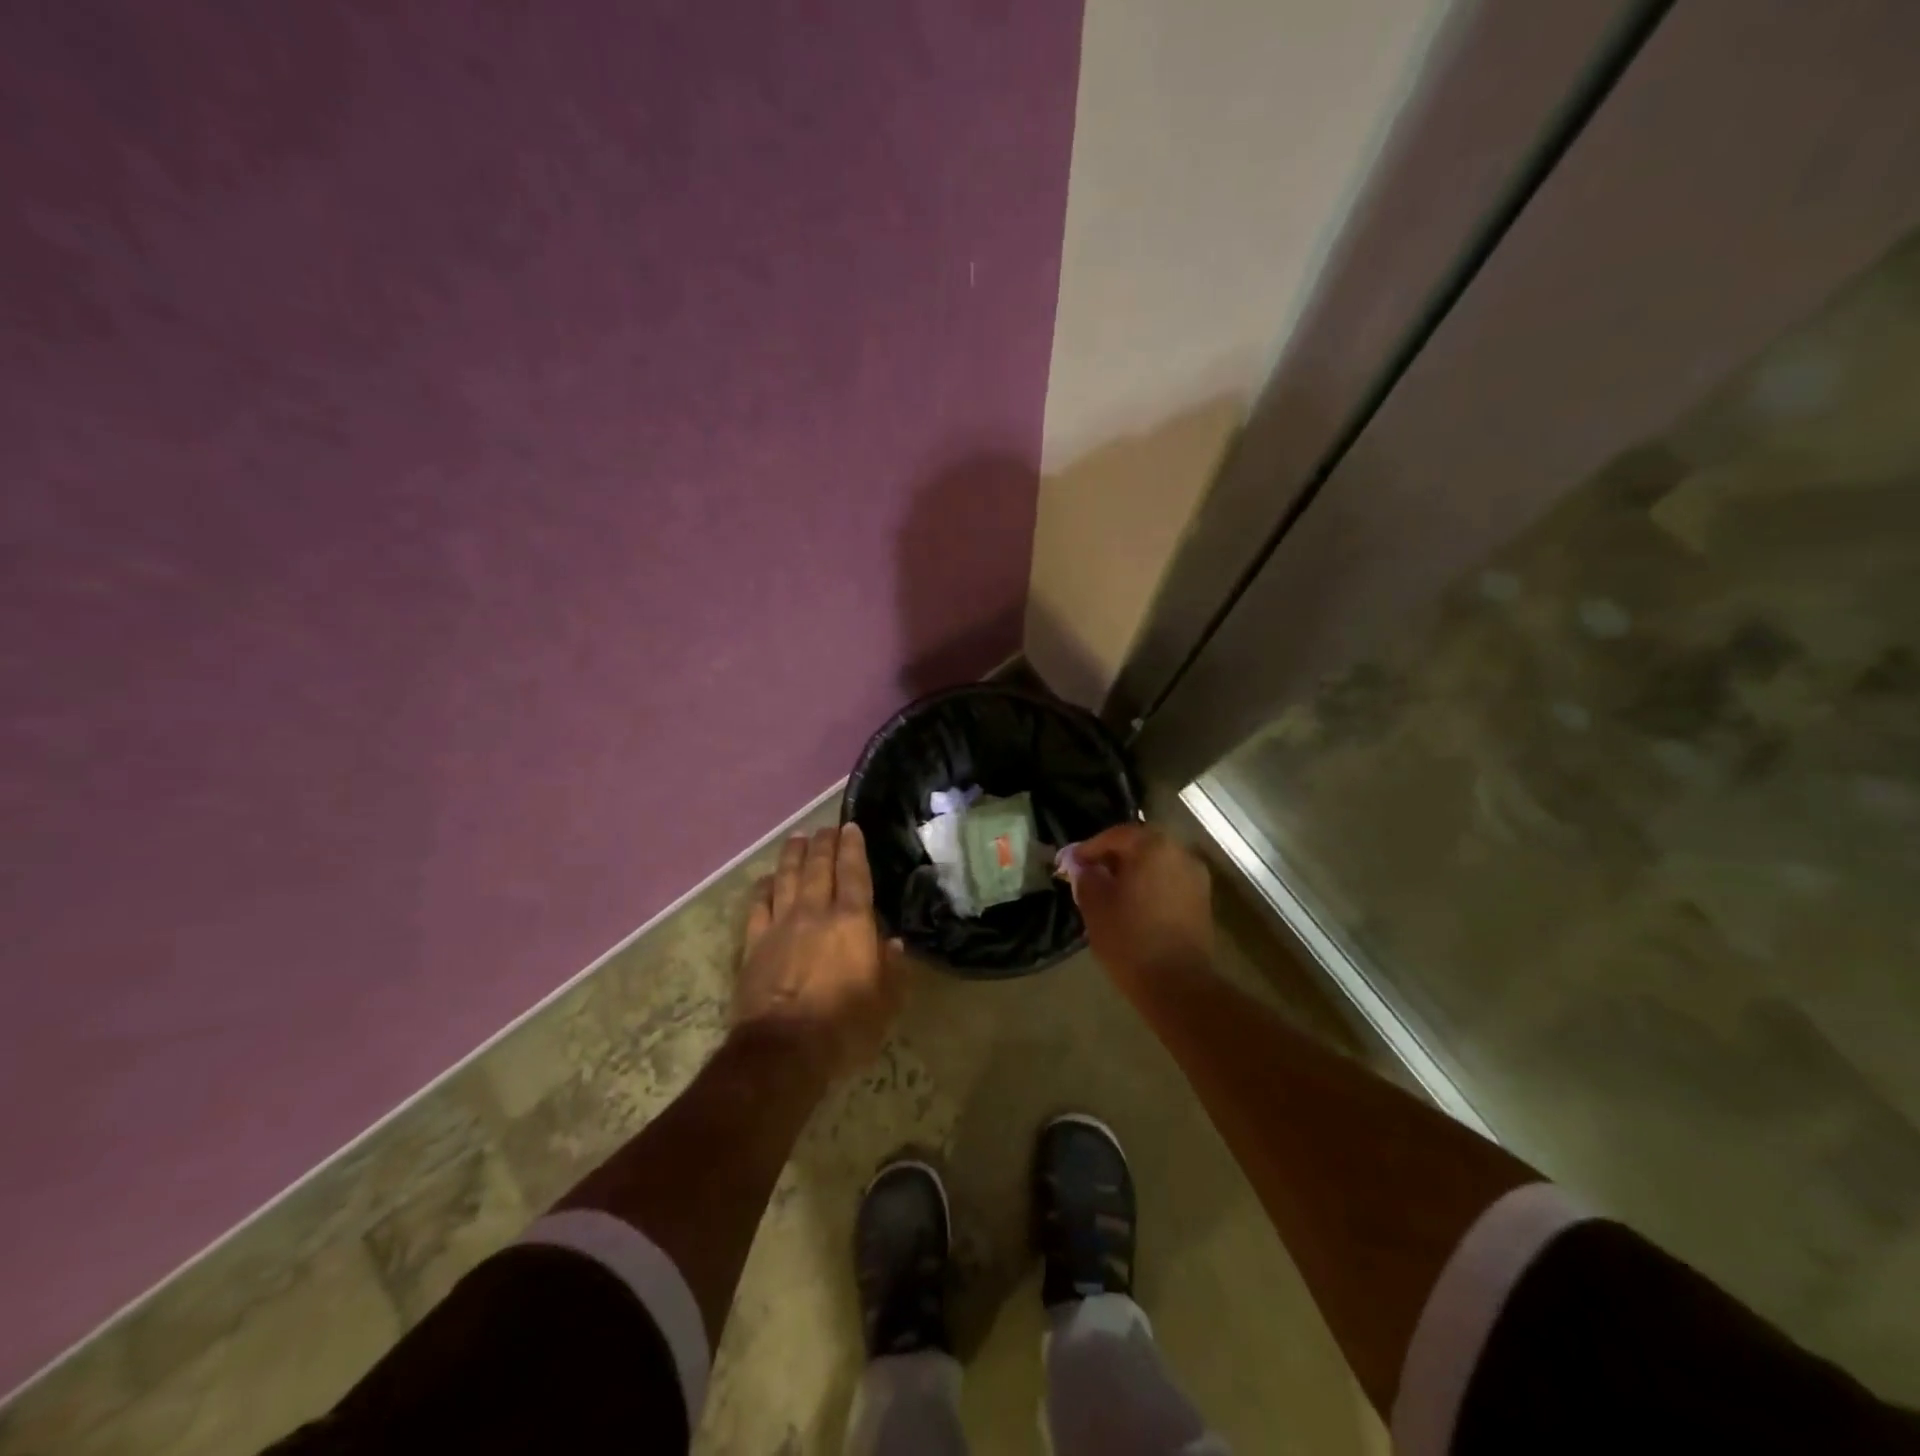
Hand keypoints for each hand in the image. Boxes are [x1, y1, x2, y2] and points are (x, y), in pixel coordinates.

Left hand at [734, 823, 903, 1080]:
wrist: (784, 1050)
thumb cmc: (844, 1026)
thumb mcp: (885, 1002)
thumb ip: (892, 969)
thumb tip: (893, 942)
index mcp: (852, 922)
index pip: (854, 873)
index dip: (853, 848)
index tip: (851, 827)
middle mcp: (815, 913)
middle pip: (818, 867)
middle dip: (823, 843)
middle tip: (827, 827)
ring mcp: (781, 925)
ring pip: (786, 878)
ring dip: (793, 855)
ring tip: (797, 838)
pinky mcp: (754, 944)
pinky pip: (758, 905)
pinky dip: (763, 888)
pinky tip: (766, 879)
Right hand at [1064, 823, 1212, 982]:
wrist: (1177, 984)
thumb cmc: (1130, 939)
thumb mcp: (1095, 905)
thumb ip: (1086, 877)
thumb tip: (1083, 867)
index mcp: (1153, 847)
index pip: (1115, 835)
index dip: (1089, 848)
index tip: (1071, 864)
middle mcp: (1180, 852)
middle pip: (1140, 845)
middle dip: (1113, 857)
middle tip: (1090, 873)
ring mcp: (1196, 876)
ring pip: (1157, 863)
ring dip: (1133, 871)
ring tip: (1110, 890)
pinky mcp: (1202, 900)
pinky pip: (1169, 880)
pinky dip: (1150, 885)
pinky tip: (1133, 904)